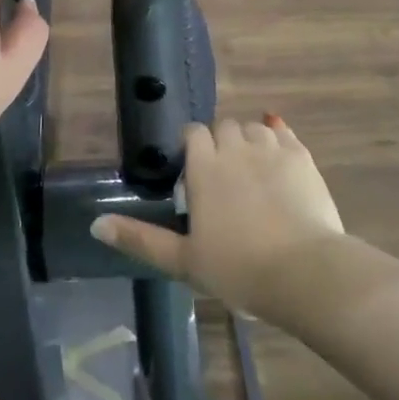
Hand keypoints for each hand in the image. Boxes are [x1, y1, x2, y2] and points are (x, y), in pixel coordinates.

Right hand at [89, 117, 343, 313]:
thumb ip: (139, 238)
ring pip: (253, 129)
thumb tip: (95, 224)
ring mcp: (272, 150)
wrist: (304, 272)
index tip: (191, 170)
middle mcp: (236, 148)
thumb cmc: (237, 268)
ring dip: (247, 140)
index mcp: (204, 167)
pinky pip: (284, 134)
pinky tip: (277, 155)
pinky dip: (277, 138)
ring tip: (249, 169)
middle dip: (218, 142)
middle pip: (223, 127)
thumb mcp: (182, 260)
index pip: (192, 133)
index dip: (190, 145)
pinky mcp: (302, 157)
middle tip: (220, 176)